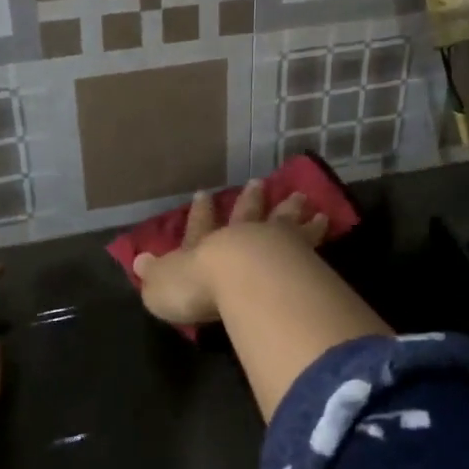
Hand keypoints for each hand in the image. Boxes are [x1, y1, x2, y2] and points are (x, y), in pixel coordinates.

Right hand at [133, 178, 330, 326]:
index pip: (200, 227)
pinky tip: (328, 220)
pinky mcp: (303, 255)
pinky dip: (317, 230)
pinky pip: (312, 238)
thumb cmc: (198, 286)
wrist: (247, 280)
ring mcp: (274, 243)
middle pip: (247, 215)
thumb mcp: (163, 285)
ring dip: (290, 210)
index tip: (204, 193)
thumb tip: (139, 261)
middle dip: (251, 200)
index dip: (200, 213)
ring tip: (304, 198)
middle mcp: (241, 239)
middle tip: (259, 182)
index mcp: (205, 248)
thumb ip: (155, 274)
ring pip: (283, 221)